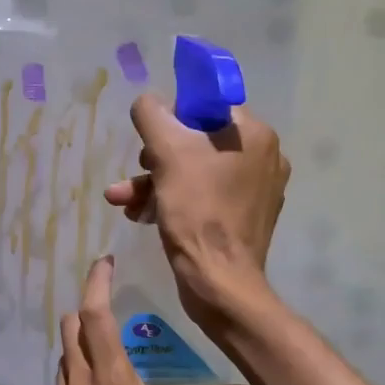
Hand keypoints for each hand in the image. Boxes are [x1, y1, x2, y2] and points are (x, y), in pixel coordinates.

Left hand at [49, 257, 249, 384]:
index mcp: (113, 381)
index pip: (95, 316)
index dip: (97, 284)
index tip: (106, 263)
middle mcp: (82, 384)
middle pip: (72, 327)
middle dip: (87, 305)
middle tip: (114, 300)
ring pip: (65, 353)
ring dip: (79, 336)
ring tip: (109, 338)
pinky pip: (63, 379)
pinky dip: (76, 365)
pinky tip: (98, 383)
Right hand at [102, 98, 289, 328]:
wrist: (218, 282)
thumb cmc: (197, 212)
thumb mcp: (166, 152)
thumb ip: (151, 115)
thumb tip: (148, 103)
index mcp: (254, 134)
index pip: (207, 107)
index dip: (173, 119)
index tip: (151, 141)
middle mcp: (263, 158)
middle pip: (197, 142)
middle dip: (155, 158)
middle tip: (136, 172)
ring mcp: (256, 191)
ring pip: (195, 173)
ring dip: (154, 183)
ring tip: (121, 200)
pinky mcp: (244, 219)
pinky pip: (203, 197)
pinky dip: (172, 201)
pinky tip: (140, 215)